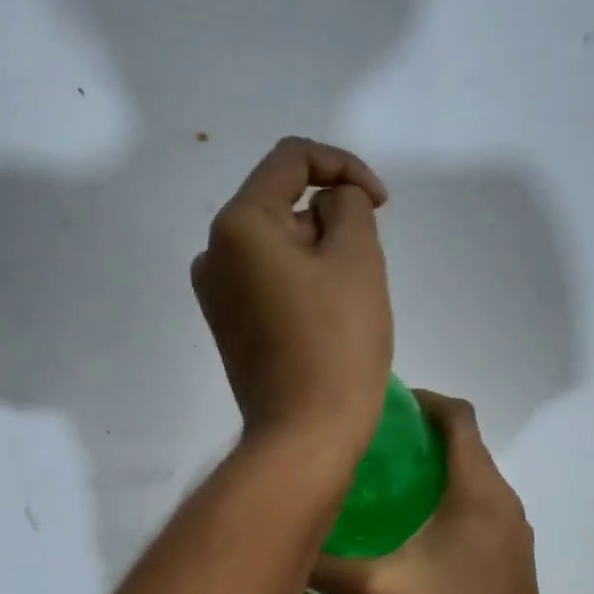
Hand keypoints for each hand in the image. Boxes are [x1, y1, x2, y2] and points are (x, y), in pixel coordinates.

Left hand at [192, 138, 391, 461]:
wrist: (305, 434)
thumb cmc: (337, 342)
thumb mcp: (357, 256)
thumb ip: (348, 205)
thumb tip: (329, 204)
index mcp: (237, 224)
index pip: (291, 159)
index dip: (343, 165)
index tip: (381, 204)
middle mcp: (213, 252)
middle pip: (281, 203)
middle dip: (331, 220)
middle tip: (366, 264)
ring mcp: (215, 293)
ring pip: (277, 244)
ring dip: (319, 252)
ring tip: (349, 299)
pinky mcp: (227, 325)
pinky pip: (267, 280)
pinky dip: (301, 281)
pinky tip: (325, 319)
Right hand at [309, 391, 556, 593]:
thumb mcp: (377, 591)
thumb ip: (326, 565)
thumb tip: (283, 543)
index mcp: (476, 490)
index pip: (458, 417)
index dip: (423, 400)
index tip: (384, 405)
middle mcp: (501, 498)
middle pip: (464, 443)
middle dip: (420, 435)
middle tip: (370, 445)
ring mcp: (512, 527)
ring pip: (472, 476)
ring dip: (434, 468)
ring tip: (384, 483)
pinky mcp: (511, 552)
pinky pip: (478, 505)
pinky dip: (447, 498)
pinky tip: (412, 529)